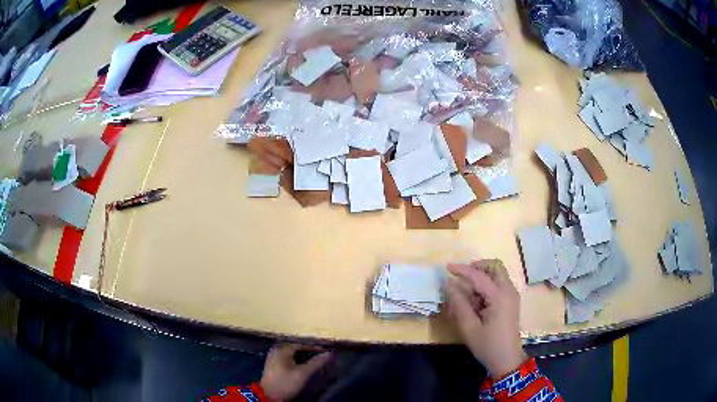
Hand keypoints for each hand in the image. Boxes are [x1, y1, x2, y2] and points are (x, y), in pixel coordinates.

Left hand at [260, 344, 331, 400]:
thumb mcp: (303, 374)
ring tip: (314, 362)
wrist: (269, 396)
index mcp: (282, 350)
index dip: (314, 348)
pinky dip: (296, 361)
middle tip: (321, 357)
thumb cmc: (286, 383)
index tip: (326, 352)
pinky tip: (303, 366)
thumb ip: (316, 363)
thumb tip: (329, 354)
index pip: (301, 345)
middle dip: (309, 352)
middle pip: (296, 349)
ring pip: (292, 354)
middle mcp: (276, 350)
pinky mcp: (273, 365)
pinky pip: (287, 359)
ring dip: (303, 357)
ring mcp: (273, 357)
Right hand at [446, 260, 526, 379]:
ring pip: (497, 274)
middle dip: (477, 267)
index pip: (479, 275)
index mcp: (499, 296)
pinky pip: (498, 284)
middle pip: (495, 266)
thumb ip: (459, 304)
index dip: (462, 270)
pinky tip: (475, 301)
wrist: (507, 359)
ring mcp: (511, 295)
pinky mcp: (510, 301)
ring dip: (481, 276)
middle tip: (461, 276)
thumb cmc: (488, 345)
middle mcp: (508, 291)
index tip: (447, 267)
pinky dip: (486, 285)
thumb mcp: (469, 328)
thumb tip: (449, 285)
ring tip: (466, 294)